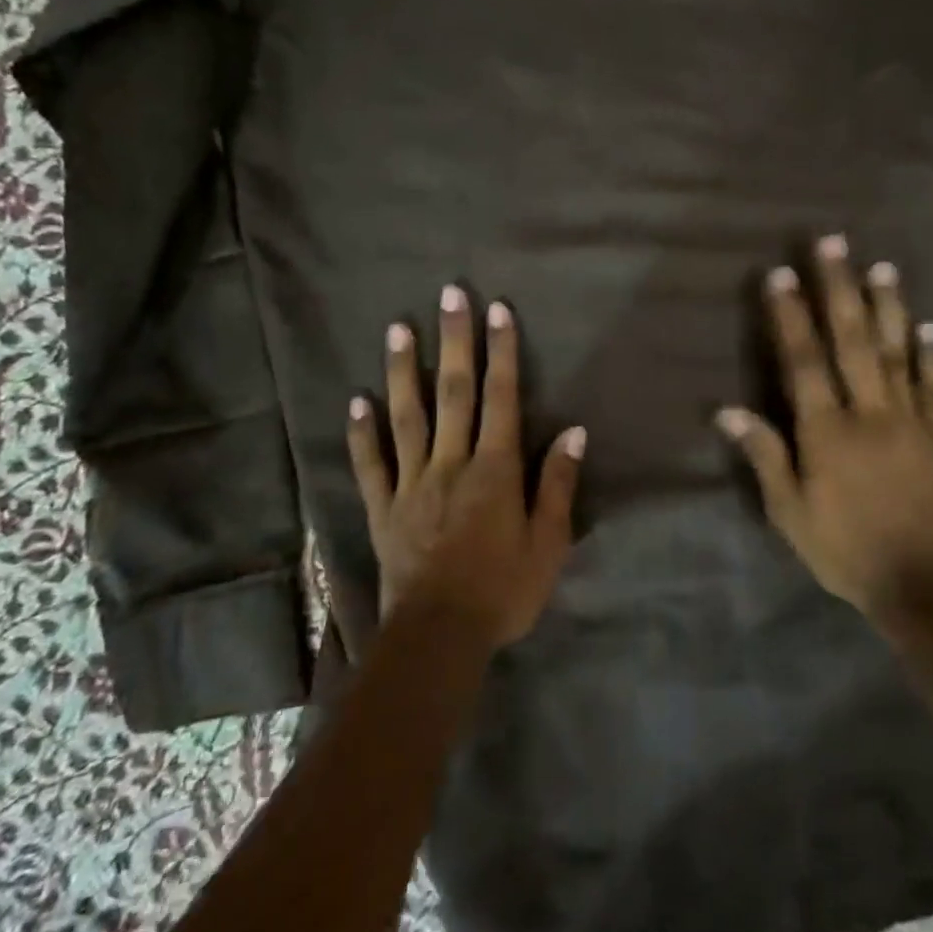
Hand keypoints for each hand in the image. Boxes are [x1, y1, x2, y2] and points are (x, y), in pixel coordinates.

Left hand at [346, 286, 585, 649]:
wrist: (440, 636)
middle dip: (454, 340)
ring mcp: (411, 482)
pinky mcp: (383, 508)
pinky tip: (357, 401)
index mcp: (495, 469)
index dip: (502, 352)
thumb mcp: (549, 543)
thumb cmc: (504, 590)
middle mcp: (451, 462)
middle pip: (453, 392)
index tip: (498, 310)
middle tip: (448, 295)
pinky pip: (370, 464)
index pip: (501, 398)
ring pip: (407, 416)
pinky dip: (362, 432)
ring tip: (397, 329)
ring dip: (402, 370)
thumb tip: (575, 431)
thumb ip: (558, 483)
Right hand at [717, 234, 932, 617]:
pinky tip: (928, 326)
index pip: (803, 361)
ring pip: (895, 352)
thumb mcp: (789, 512)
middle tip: (832, 243)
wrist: (921, 582)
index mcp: (826, 431)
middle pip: (851, 341)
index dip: (790, 317)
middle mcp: (869, 413)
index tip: (780, 275)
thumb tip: (728, 410)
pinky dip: (931, 354)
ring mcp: (909, 420)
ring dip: (888, 306)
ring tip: (882, 266)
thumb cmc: (843, 548)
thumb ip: (765, 456)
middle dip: (839, 289)